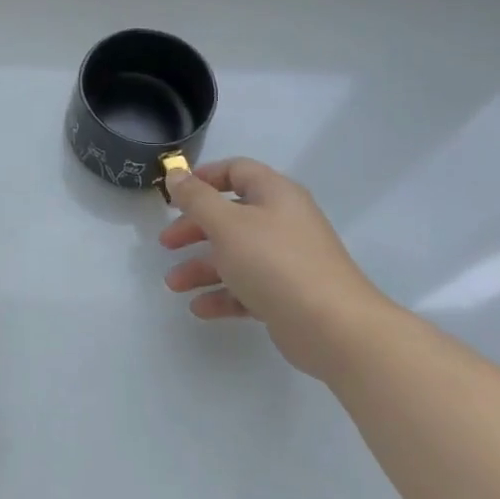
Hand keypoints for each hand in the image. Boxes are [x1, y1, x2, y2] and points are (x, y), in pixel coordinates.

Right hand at [160, 157, 392, 381]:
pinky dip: (223, 294)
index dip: (204, 178)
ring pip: (236, 255)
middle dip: (195, 229)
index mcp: (275, 194)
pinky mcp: (288, 295)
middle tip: (166, 243)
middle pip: (231, 215)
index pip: (237, 171)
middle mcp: (283, 221)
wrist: (332, 327)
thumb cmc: (274, 262)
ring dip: (202, 267)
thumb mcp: (227, 224)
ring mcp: (287, 260)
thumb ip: (196, 198)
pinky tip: (199, 308)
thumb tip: (176, 174)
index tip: (174, 195)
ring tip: (173, 284)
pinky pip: (248, 287)